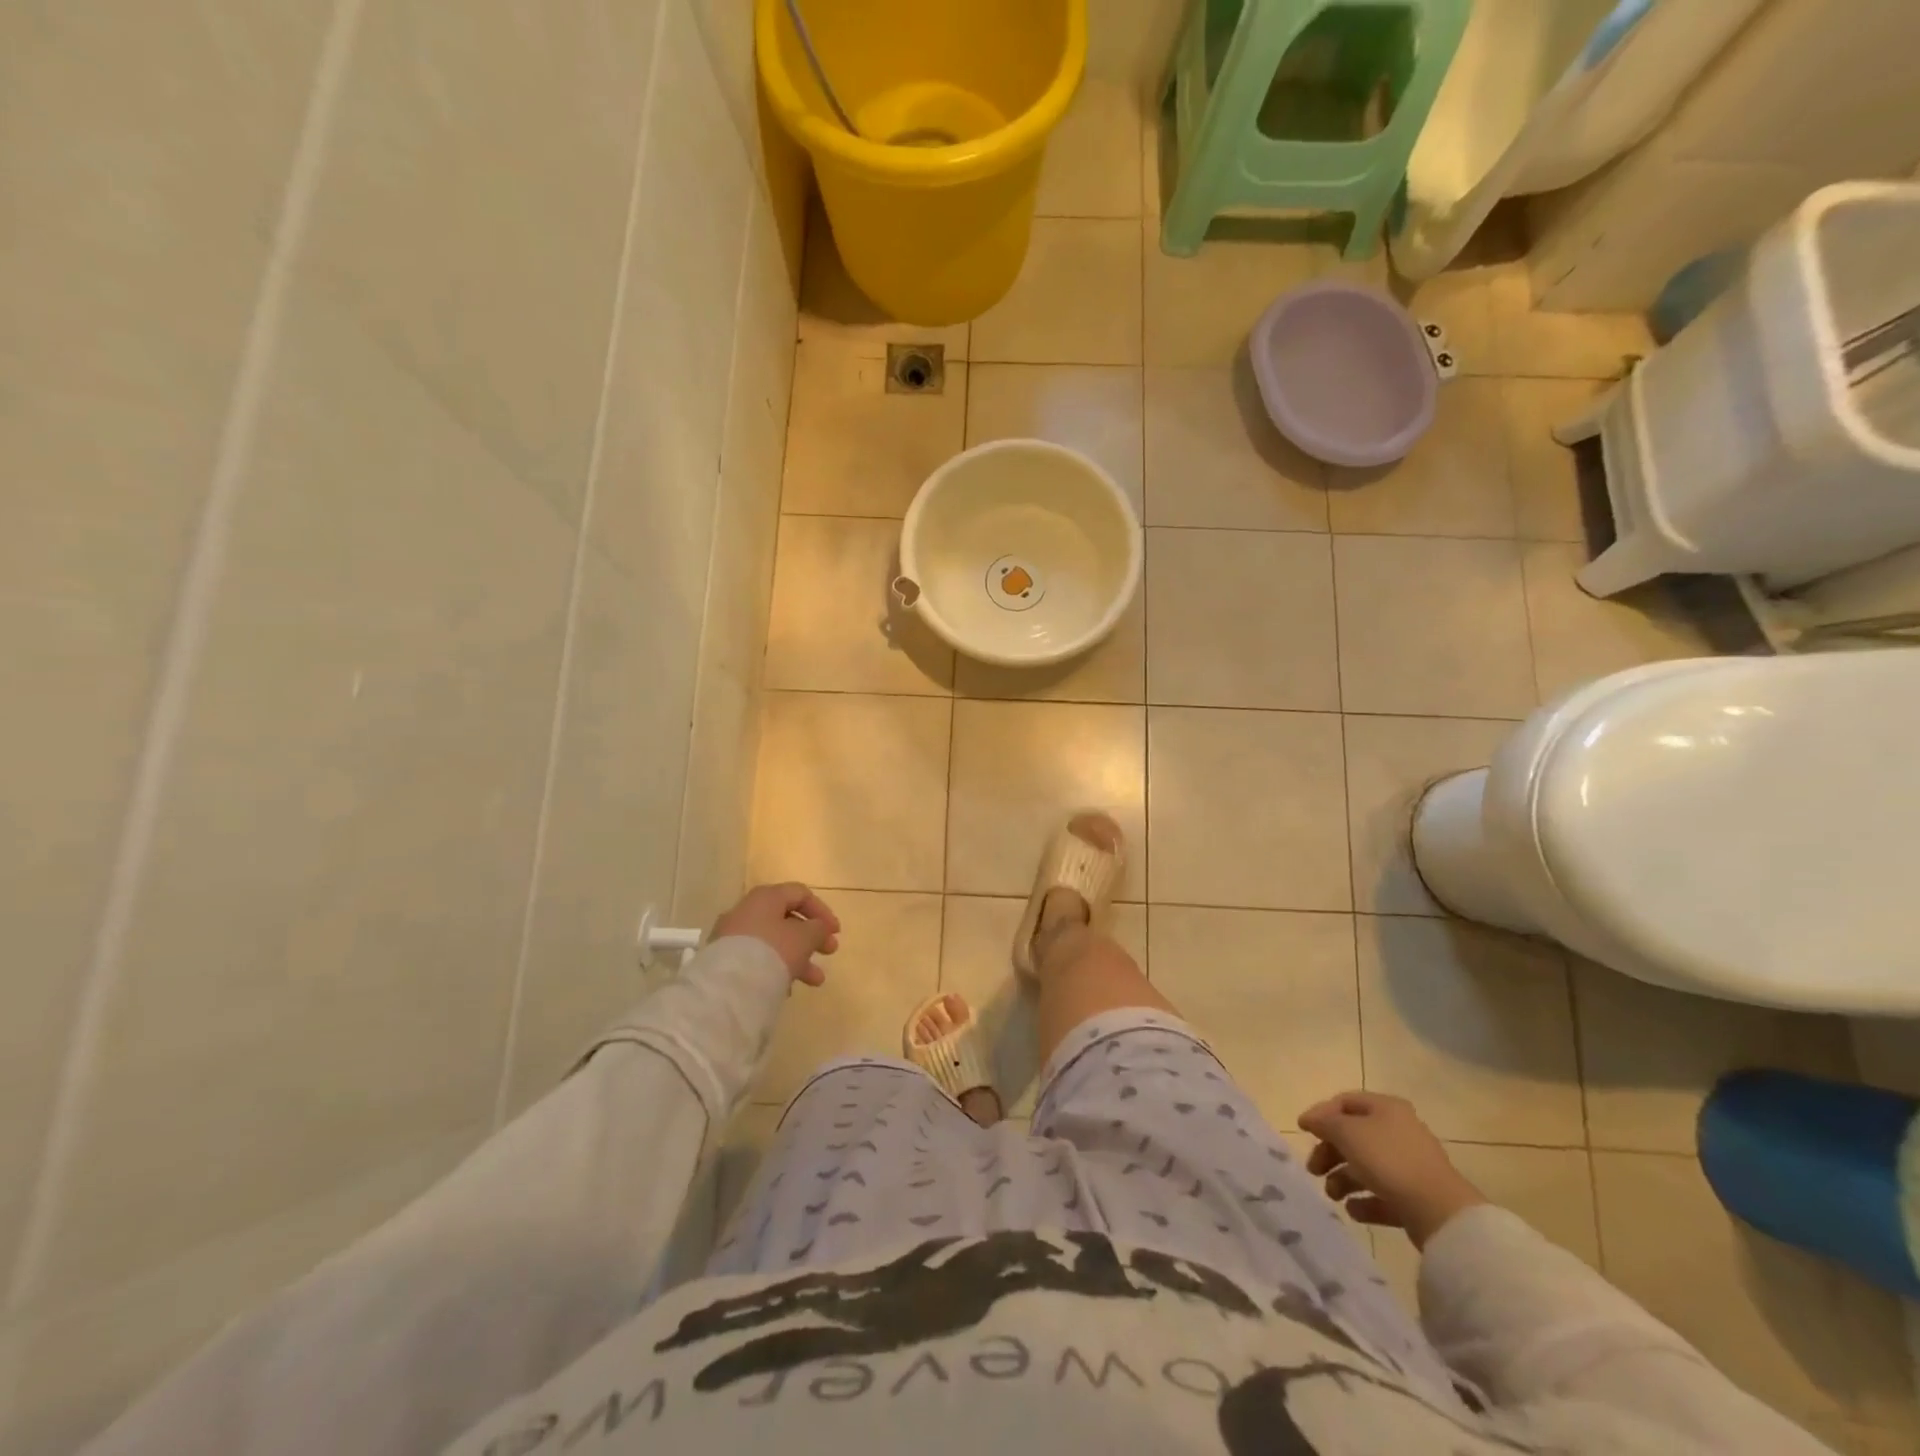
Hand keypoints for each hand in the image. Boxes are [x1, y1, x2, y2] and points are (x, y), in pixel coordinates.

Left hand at [711, 883, 840, 986]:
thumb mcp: (805, 937)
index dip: (822, 911)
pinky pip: (758, 958)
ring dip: (798, 958)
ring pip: (774, 942)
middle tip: (829, 952)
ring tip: (815, 981)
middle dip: (812, 937)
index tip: (836, 933)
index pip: (800, 894)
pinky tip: (787, 988)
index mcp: (766, 897)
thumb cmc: (773, 951)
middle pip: (786, 919)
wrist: (730, 986)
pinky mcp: (725, 959)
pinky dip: (776, 967)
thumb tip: (818, 928)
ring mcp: (733, 935)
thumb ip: (818, 929)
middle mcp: (747, 910)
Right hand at [1298, 1091, 1486, 1248]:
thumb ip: (1324, 1123)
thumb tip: (1311, 1120)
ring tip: (1332, 1195)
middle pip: (1354, 1137)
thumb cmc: (1389, 1160)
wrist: (1440, 1212)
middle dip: (1329, 1153)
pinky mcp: (1416, 1197)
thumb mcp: (1347, 1132)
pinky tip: (1353, 1210)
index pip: (1345, 1102)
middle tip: (1313, 1169)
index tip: (1302, 1131)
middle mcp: (1399, 1131)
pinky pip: (1383, 1195)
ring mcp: (1409, 1166)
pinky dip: (1365, 1201)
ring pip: (1366, 1167)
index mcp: (1386, 1108)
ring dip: (1343, 1179)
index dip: (1321, 1114)